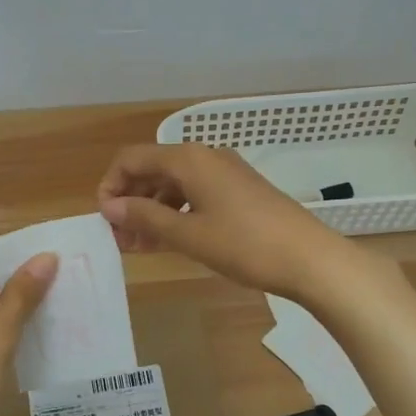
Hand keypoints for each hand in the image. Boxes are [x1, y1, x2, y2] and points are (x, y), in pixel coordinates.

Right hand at [96, 143, 354, 298]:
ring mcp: (225, 173)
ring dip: (152, 210)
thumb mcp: (188, 234)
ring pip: (174, 184)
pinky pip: (195, 194)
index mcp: (188, 159)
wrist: (309, 258)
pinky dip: (176, 213)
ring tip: (139, 246)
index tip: (105, 220)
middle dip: (131, 200)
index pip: (132, 158)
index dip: (111, 185)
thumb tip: (110, 206)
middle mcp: (205, 157)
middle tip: (119, 238)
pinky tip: (169, 239)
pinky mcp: (239, 191)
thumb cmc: (244, 244)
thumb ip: (145, 217)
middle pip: (153, 169)